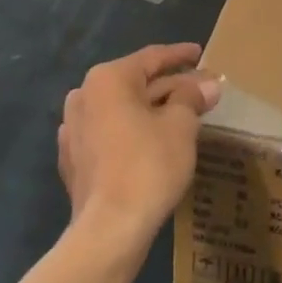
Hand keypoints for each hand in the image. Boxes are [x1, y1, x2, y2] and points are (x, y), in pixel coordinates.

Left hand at [58, 43, 220, 247]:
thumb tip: (208, 85)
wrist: (109, 229)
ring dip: (151, 110)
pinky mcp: (74, 159)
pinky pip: (109, 134)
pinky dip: (131, 132)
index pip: (151, 58)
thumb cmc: (148, 166)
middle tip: (201, 89)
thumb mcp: (180, 126)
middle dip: (170, 86)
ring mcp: (73, 129)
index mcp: (107, 79)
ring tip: (181, 114)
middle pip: (135, 84)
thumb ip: (192, 99)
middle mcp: (84, 96)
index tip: (200, 53)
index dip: (180, 55)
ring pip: (121, 109)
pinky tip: (150, 140)